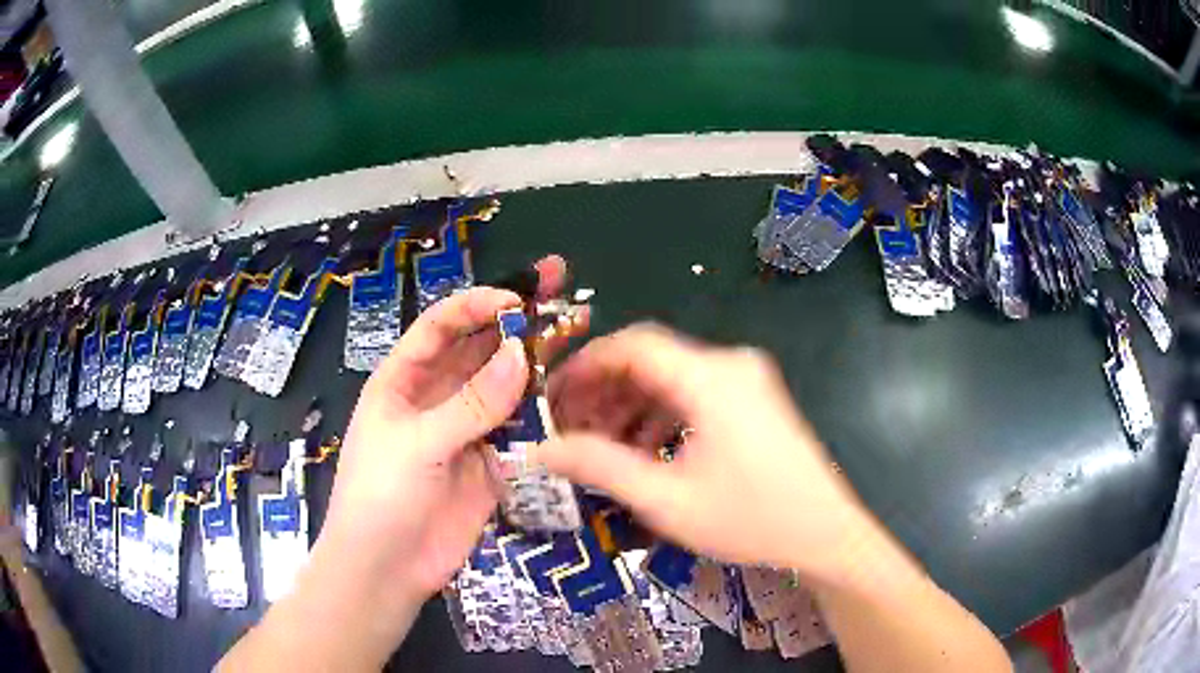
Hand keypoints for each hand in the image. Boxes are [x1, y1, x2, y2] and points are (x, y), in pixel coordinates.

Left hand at [315, 255, 586, 605]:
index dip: (476, 305)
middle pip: (478, 347)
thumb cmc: (381, 495)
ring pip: (505, 385)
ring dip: (537, 360)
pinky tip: (573, 392)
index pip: (440, 326)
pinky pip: (520, 428)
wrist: (387, 568)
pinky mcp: (490, 463)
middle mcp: (436, 397)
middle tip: (559, 284)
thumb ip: (471, 404)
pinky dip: (544, 411)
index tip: (518, 297)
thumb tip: (521, 354)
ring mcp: (466, 430)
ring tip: (577, 329)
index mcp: (403, 380)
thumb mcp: (417, 443)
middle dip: (515, 318)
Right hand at [536, 323, 870, 578]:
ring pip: (672, 379)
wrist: (826, 535)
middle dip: (605, 391)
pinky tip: (645, 450)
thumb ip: (600, 467)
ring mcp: (747, 380)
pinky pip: (695, 394)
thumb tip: (543, 450)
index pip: (633, 345)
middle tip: (571, 428)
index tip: (554, 397)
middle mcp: (730, 365)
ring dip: (631, 406)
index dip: (586, 364)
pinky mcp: (754, 399)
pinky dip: (662, 415)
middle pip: (651, 360)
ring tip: (601, 445)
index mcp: (710, 377)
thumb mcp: (666, 500)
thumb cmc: (750, 519)